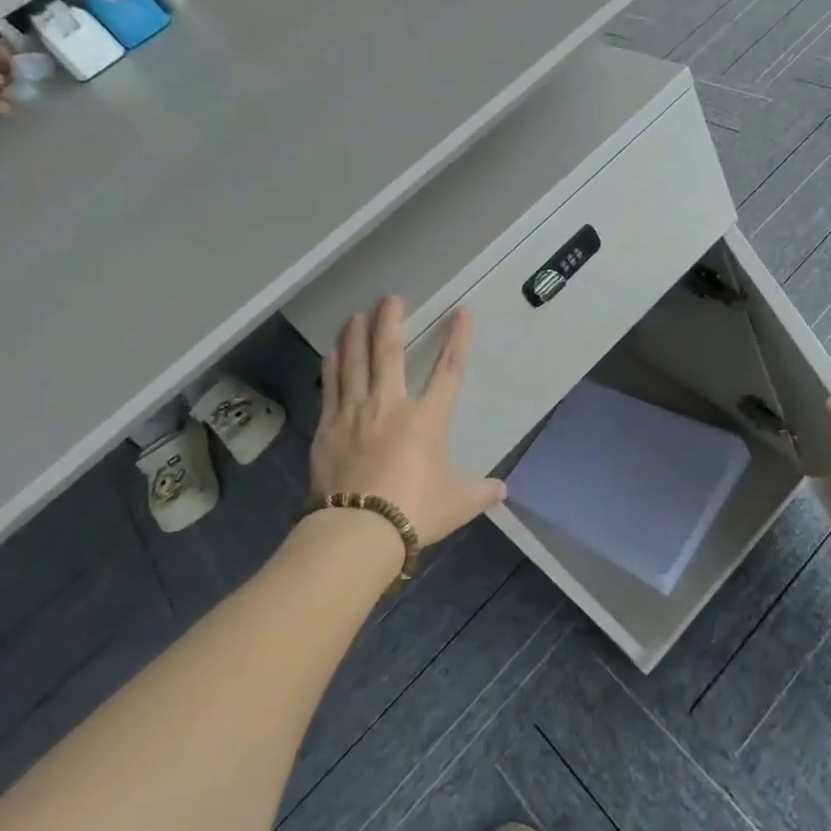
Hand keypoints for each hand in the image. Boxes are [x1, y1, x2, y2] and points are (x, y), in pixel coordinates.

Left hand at [311, 296, 504, 546]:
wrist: (358, 531)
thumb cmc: (415, 511)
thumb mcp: (457, 503)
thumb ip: (480, 492)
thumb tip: (502, 491)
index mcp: (428, 418)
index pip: (449, 370)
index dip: (457, 340)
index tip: (461, 313)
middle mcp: (390, 405)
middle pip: (390, 353)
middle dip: (391, 321)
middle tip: (390, 299)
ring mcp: (355, 414)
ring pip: (354, 363)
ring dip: (356, 336)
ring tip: (356, 316)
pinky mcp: (328, 429)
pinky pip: (331, 388)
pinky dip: (332, 366)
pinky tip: (331, 353)